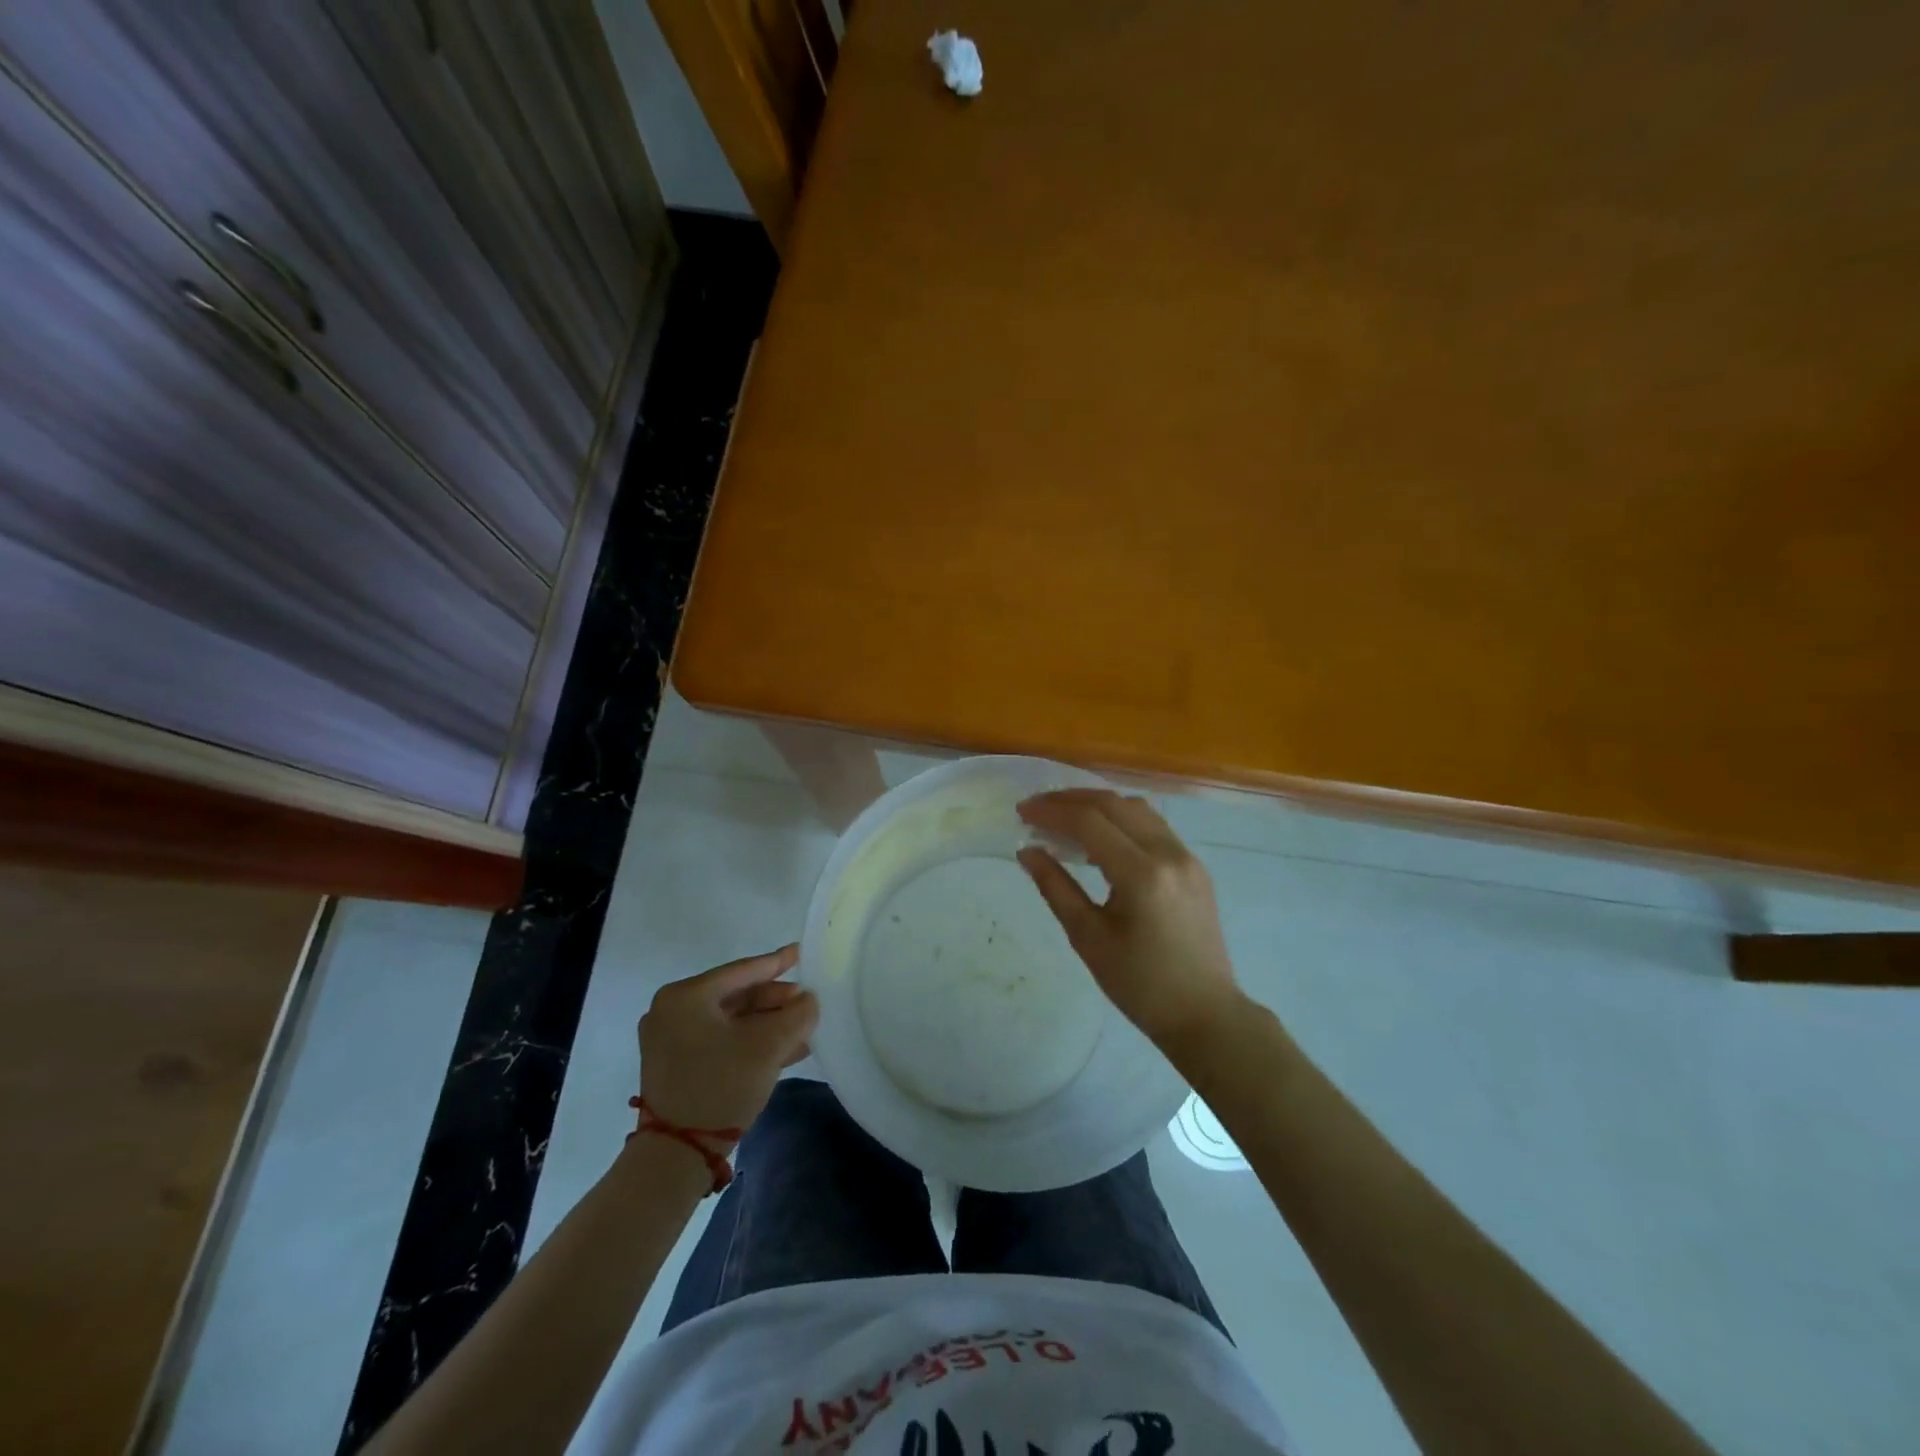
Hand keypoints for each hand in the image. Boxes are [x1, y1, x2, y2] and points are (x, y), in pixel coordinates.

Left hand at [639, 945, 817, 1131]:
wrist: (676, 1156)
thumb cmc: (720, 1086)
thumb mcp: (768, 1047)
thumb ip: (796, 1015)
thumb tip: (808, 1001)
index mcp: (685, 996)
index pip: (741, 971)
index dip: (776, 962)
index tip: (800, 952)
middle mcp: (671, 1010)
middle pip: (736, 996)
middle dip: (775, 1002)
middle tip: (807, 1003)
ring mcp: (670, 1039)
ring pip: (730, 1021)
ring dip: (767, 1024)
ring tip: (803, 1027)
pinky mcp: (675, 1064)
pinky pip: (720, 1040)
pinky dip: (749, 1041)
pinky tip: (784, 1049)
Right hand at [1017, 789, 1244, 1057]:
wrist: (1205, 1014)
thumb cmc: (1140, 985)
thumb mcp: (1088, 939)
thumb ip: (1056, 888)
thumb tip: (1027, 851)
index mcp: (1142, 874)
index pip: (1090, 822)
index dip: (1051, 812)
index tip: (1021, 813)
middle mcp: (1168, 853)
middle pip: (1113, 804)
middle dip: (1070, 800)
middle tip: (1036, 809)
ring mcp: (1187, 856)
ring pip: (1136, 808)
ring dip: (1097, 804)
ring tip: (1063, 818)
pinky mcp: (1194, 865)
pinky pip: (1153, 825)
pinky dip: (1121, 819)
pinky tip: (1099, 837)